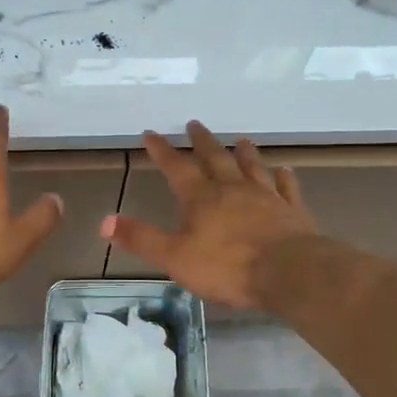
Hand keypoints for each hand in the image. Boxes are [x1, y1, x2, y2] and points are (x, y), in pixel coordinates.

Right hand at [101, 121, 316, 309]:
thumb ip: (141, 238)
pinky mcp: (292, 211)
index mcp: (201, 199)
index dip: (162, 151)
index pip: (176, 168)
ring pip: (252, 167)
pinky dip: (283, 178)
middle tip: (194, 124)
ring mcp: (266, 197)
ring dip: (244, 152)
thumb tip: (104, 222)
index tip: (151, 133)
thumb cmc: (228, 267)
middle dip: (202, 142)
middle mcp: (233, 189)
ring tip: (240, 138)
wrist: (290, 272)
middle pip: (215, 159)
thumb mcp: (174, 257)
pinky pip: (286, 188)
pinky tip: (284, 170)